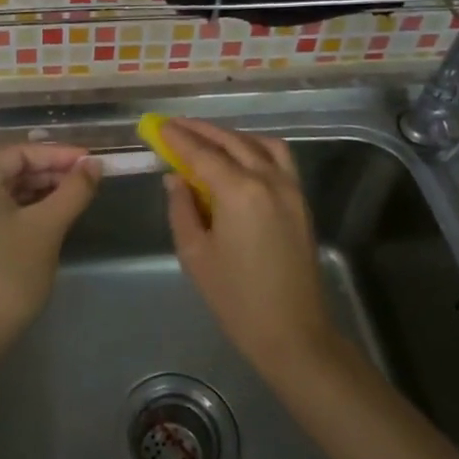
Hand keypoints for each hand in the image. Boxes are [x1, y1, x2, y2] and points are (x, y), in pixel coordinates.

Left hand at [0, 142, 99, 363]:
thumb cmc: (8, 275)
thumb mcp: (47, 227)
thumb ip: (74, 190)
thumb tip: (94, 164)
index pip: (21, 152)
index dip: (60, 154)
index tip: (92, 161)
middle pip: (10, 168)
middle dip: (50, 172)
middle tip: (88, 179)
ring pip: (2, 190)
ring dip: (38, 190)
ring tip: (74, 196)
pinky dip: (21, 208)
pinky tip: (48, 215)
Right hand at [160, 119, 337, 378]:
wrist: (293, 332)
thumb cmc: (236, 298)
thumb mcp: (195, 254)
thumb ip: (182, 208)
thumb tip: (175, 178)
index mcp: (239, 191)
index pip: (202, 153)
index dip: (177, 138)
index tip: (157, 126)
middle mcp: (268, 179)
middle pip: (231, 141)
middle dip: (200, 131)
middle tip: (174, 126)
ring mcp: (290, 188)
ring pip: (258, 144)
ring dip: (230, 136)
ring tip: (205, 139)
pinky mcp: (300, 200)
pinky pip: (278, 158)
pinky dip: (255, 147)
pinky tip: (239, 157)